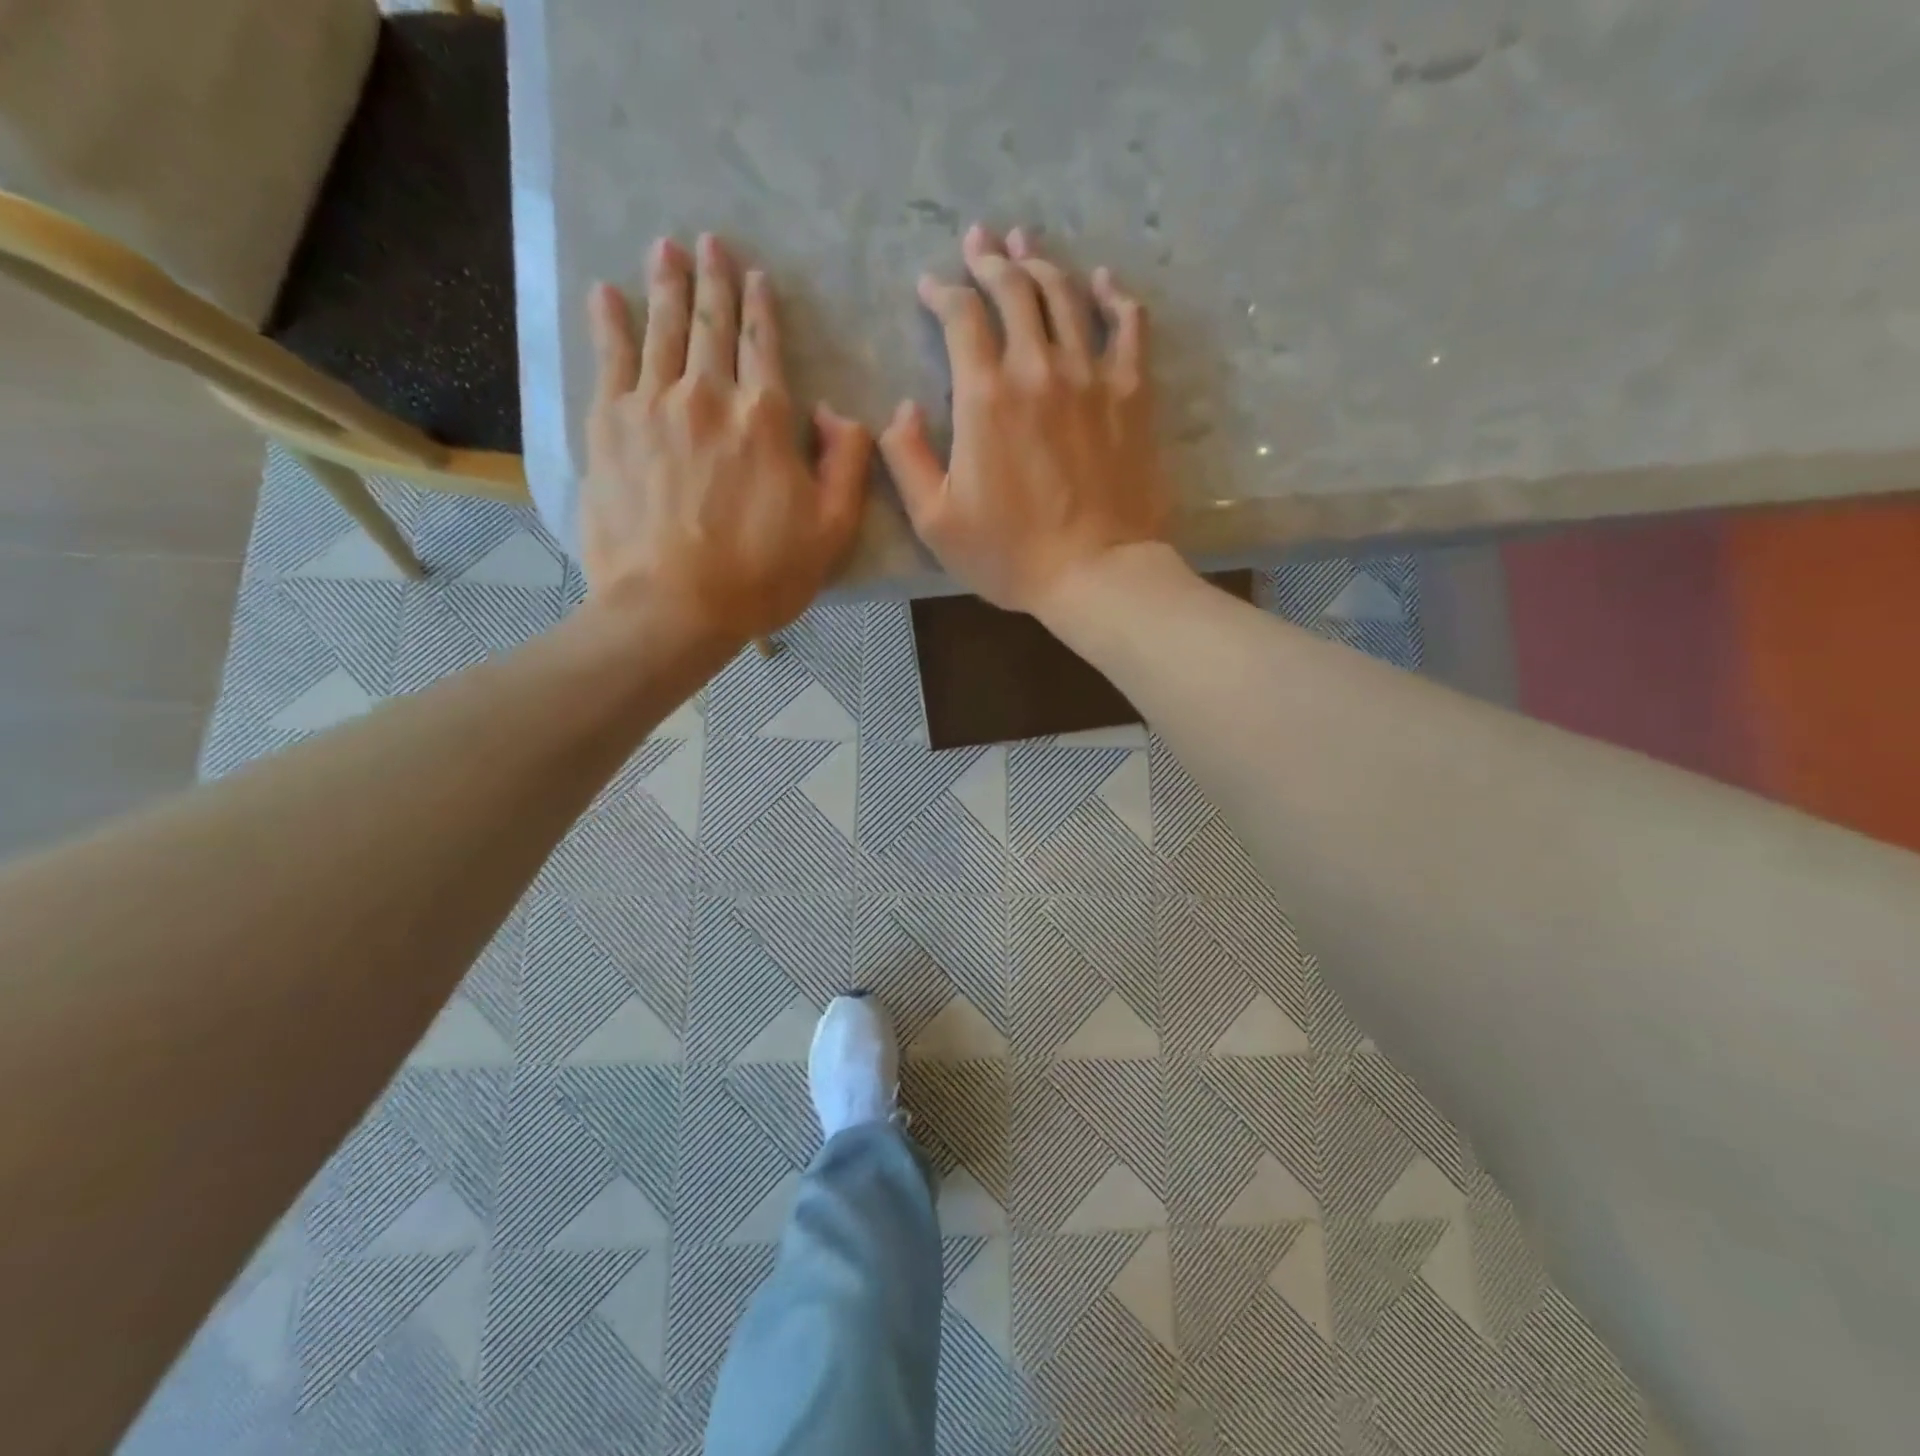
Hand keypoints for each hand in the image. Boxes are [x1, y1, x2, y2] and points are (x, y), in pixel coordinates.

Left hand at [581, 234, 871, 645]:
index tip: (756, 275)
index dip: (762, 308)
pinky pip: (608, 359)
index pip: (765, 347)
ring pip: (661, 330)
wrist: (674, 607)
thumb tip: (834, 413)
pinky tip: (606, 294)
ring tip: (665, 248)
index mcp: (766, 420)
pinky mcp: (608, 426)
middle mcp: (709, 396)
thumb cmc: (762, 575)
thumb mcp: (833, 530)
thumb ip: (847, 463)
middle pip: (712, 325)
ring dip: (666, 285)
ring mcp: (653, 406)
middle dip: (713, 279)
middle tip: (708, 241)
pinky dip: (608, 322)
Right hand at [878, 224, 1171, 615]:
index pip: (961, 317)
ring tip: (1027, 243)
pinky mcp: (1132, 394)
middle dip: (991, 260)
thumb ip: (905, 458)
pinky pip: (1129, 327)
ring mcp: (1092, 376)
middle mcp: (1038, 369)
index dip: (943, 292)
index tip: (931, 287)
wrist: (1095, 574)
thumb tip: (903, 409)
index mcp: (985, 397)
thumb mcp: (935, 521)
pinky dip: (1115, 297)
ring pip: (1066, 296)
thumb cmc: (1010, 555)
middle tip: (980, 242)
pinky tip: (1104, 282)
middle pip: (1015, 290)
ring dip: (1042, 263)